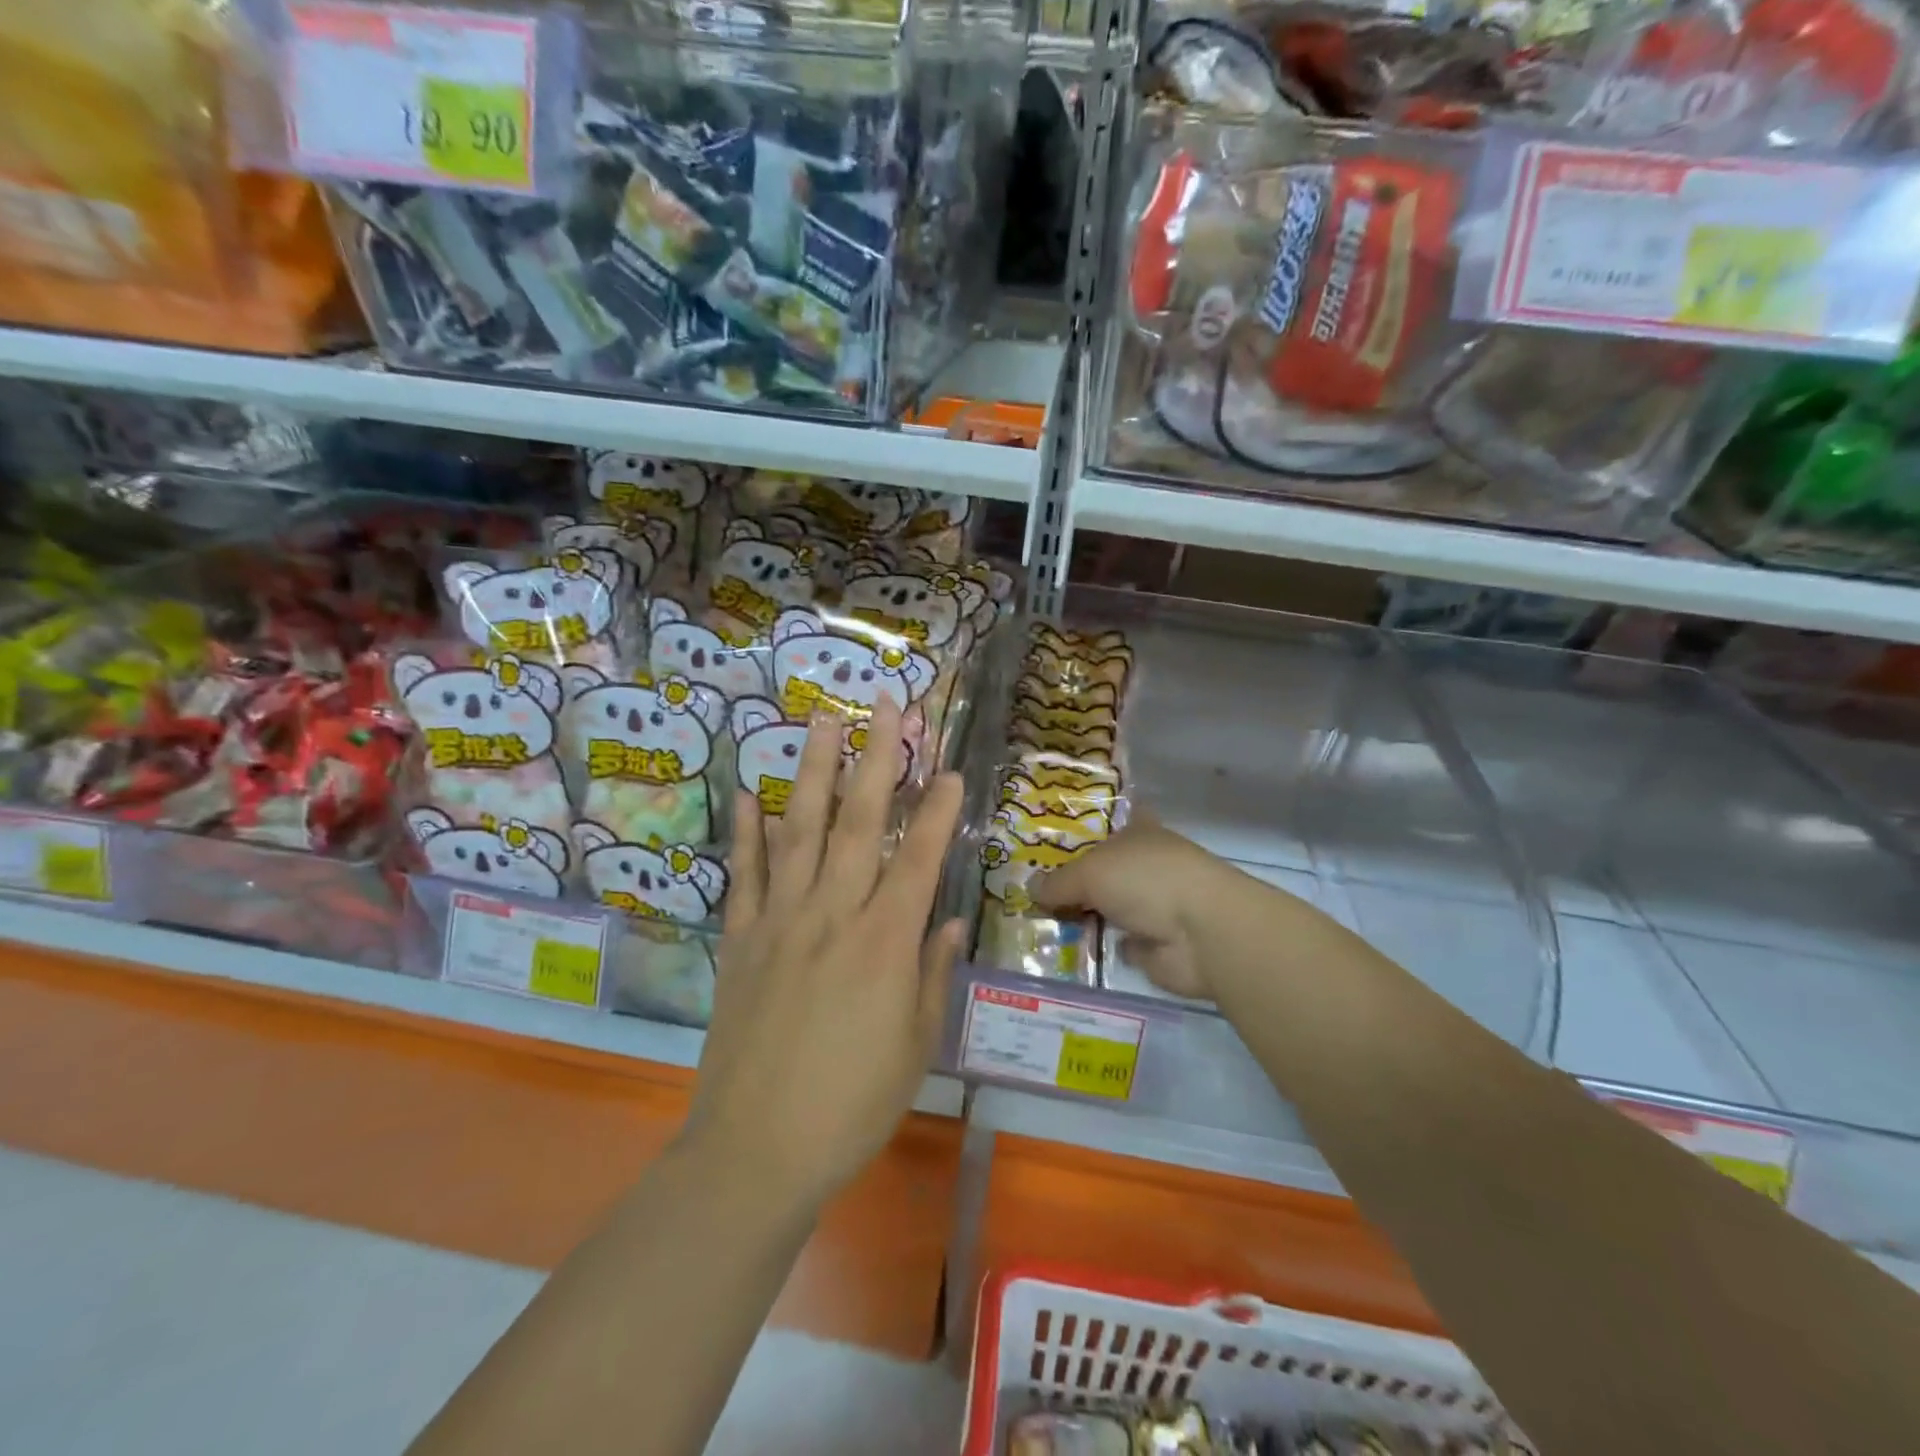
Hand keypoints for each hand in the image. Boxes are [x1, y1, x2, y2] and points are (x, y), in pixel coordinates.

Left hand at [685, 695, 965, 1212]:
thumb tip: (949, 920)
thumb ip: (931, 975)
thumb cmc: (851, 1105)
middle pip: (857, 824)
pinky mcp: (741, 941)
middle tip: (881, 706)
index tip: (951, 770)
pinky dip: (747, 833)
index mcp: (884, 945)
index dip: (937, 812)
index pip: (917, 860)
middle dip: (874, 759)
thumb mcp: (914, 1046)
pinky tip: (750, 793)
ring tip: (819, 720)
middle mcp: (832, 916)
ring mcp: (780, 923)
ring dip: (813, 771)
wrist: (756, 1151)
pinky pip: (744, 876)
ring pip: (800, 832)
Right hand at [1030, 817, 1231, 999]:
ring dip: (1080, 916)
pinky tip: (1063, 949)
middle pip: (1101, 869)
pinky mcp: (1154, 944)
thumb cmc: (1146, 880)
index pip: (1107, 823)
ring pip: (1106, 906)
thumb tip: (1030, 889)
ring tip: (1034, 921)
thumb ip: (1058, 882)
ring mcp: (1151, 905)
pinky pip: (1114, 942)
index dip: (1080, 830)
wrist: (1201, 933)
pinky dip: (1096, 947)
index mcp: (1138, 832)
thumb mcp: (1090, 872)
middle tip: (1026, 888)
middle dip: (1070, 879)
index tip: (1046, 840)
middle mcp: (1145, 865)